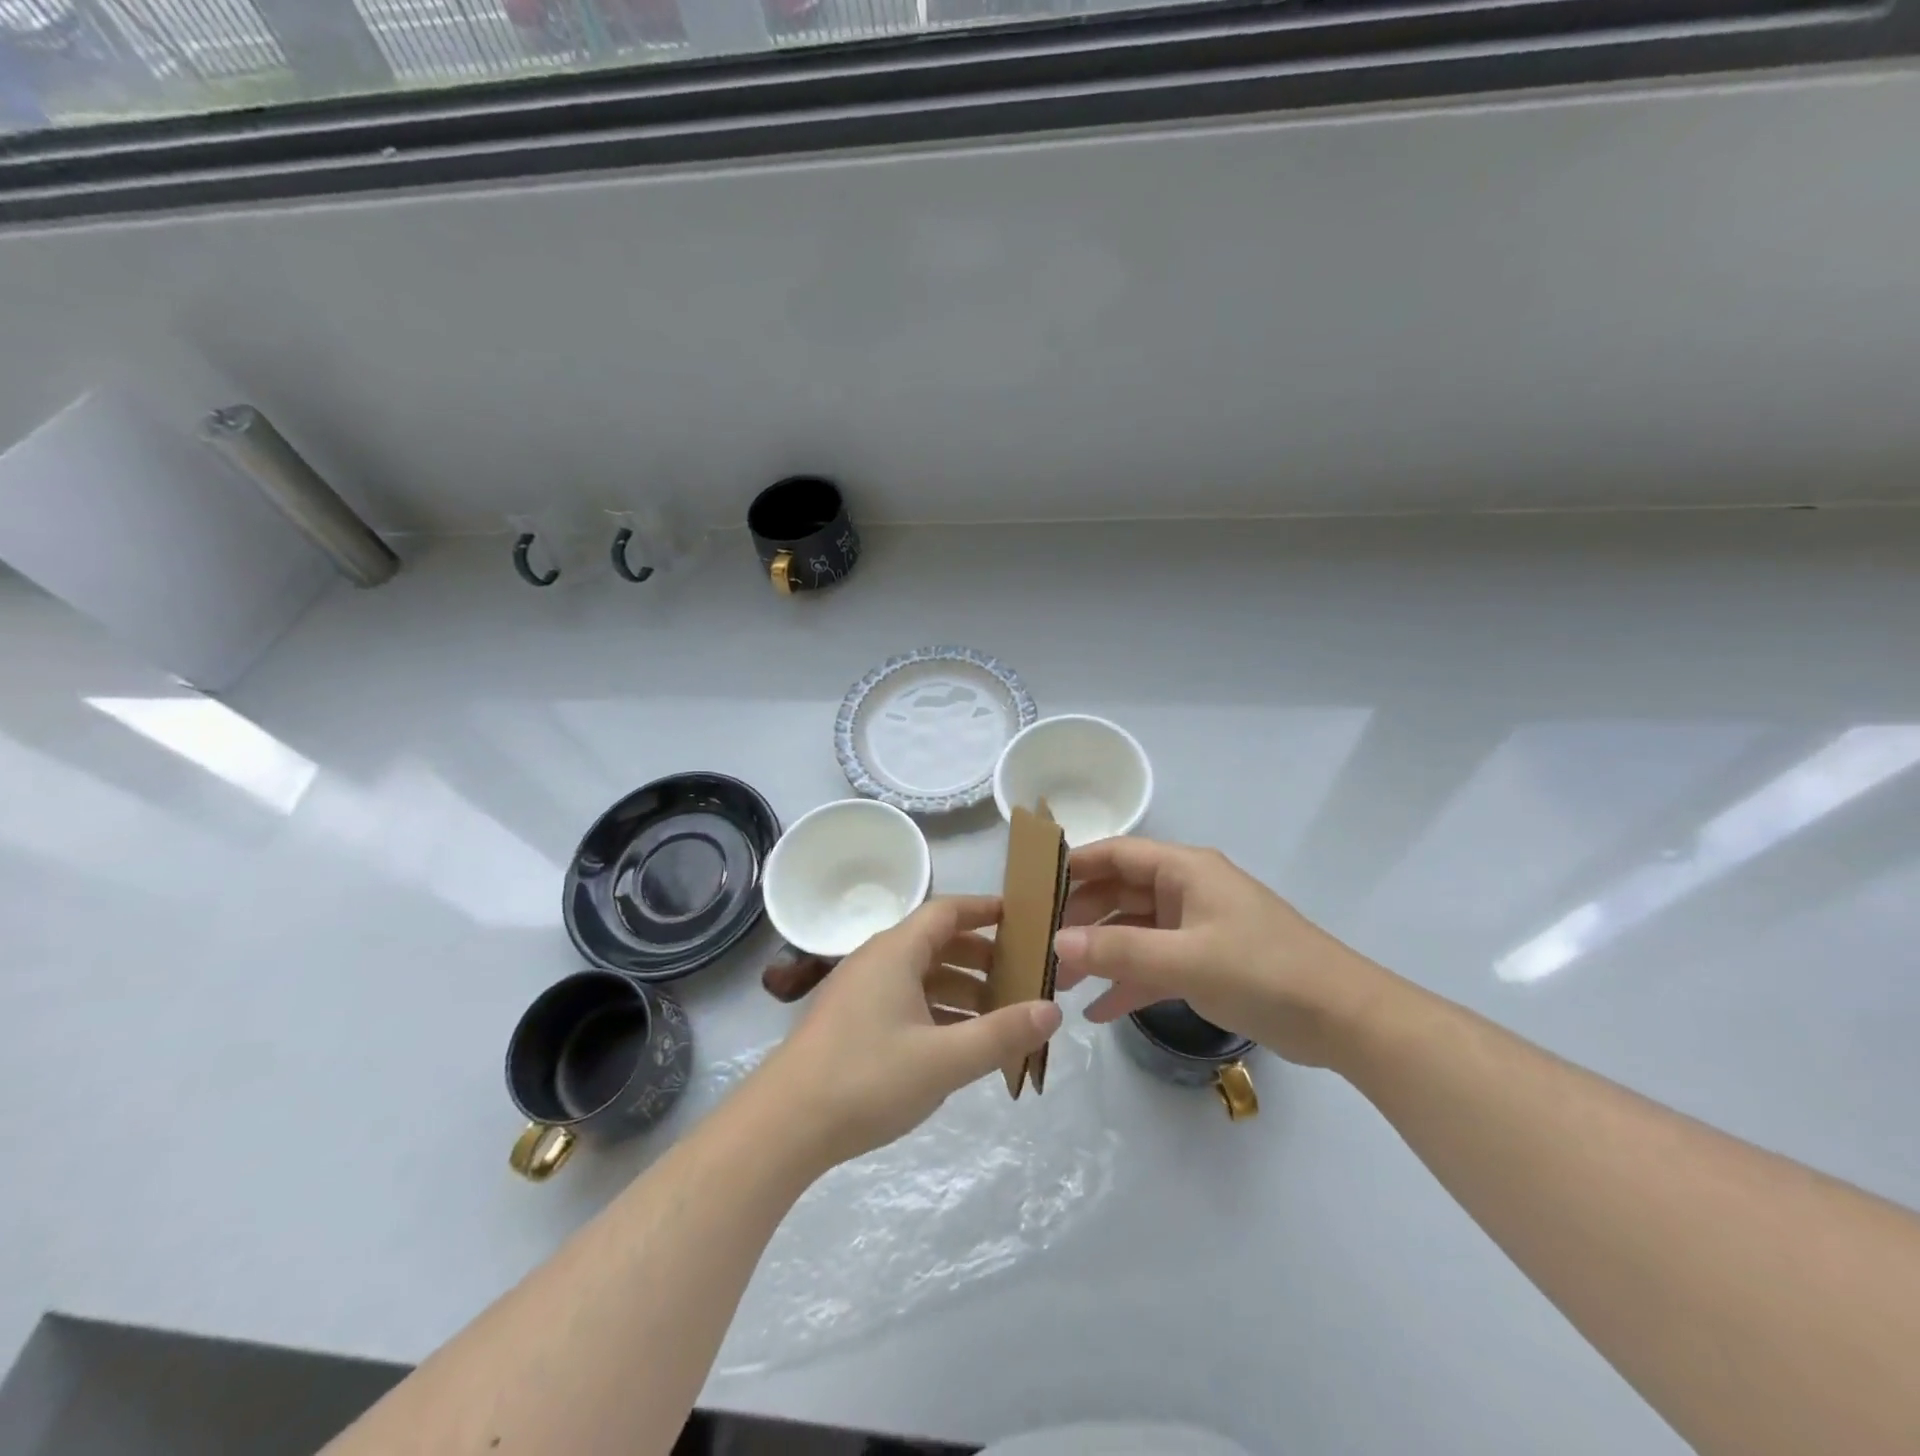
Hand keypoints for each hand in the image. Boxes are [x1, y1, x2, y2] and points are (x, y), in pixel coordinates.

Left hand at [757, 896, 1062, 1167]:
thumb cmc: (866, 1079)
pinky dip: (937, 1012)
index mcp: (896, 952)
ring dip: (961, 989)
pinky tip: (959, 1044)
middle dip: (982, 956)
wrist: (782, 1126)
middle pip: (937, 943)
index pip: (947, 911)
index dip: (986, 910)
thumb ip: (1001, 1034)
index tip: (1024, 919)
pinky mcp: (852, 1023)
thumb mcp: (943, 1060)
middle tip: (1023, 975)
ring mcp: (861, 992)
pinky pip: (905, 1001)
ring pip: (922, 976)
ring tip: (1001, 1015)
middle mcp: (877, 961)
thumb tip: (1053, 1009)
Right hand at [1054, 838, 1391, 1067]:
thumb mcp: (1186, 960)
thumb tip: (1058, 942)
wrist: (1344, 1020)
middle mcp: (1187, 890)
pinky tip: (1098, 1012)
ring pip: (1135, 932)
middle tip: (1040, 944)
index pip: (1116, 854)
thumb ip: (1120, 950)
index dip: (1075, 865)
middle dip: (1081, 918)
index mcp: (1185, 870)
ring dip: (1100, 954)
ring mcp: (1197, 927)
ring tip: (1060, 982)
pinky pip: (1155, 964)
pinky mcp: (1207, 962)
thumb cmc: (1263, 972)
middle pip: (1120, 893)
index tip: (1033, 887)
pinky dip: (1128, 982)